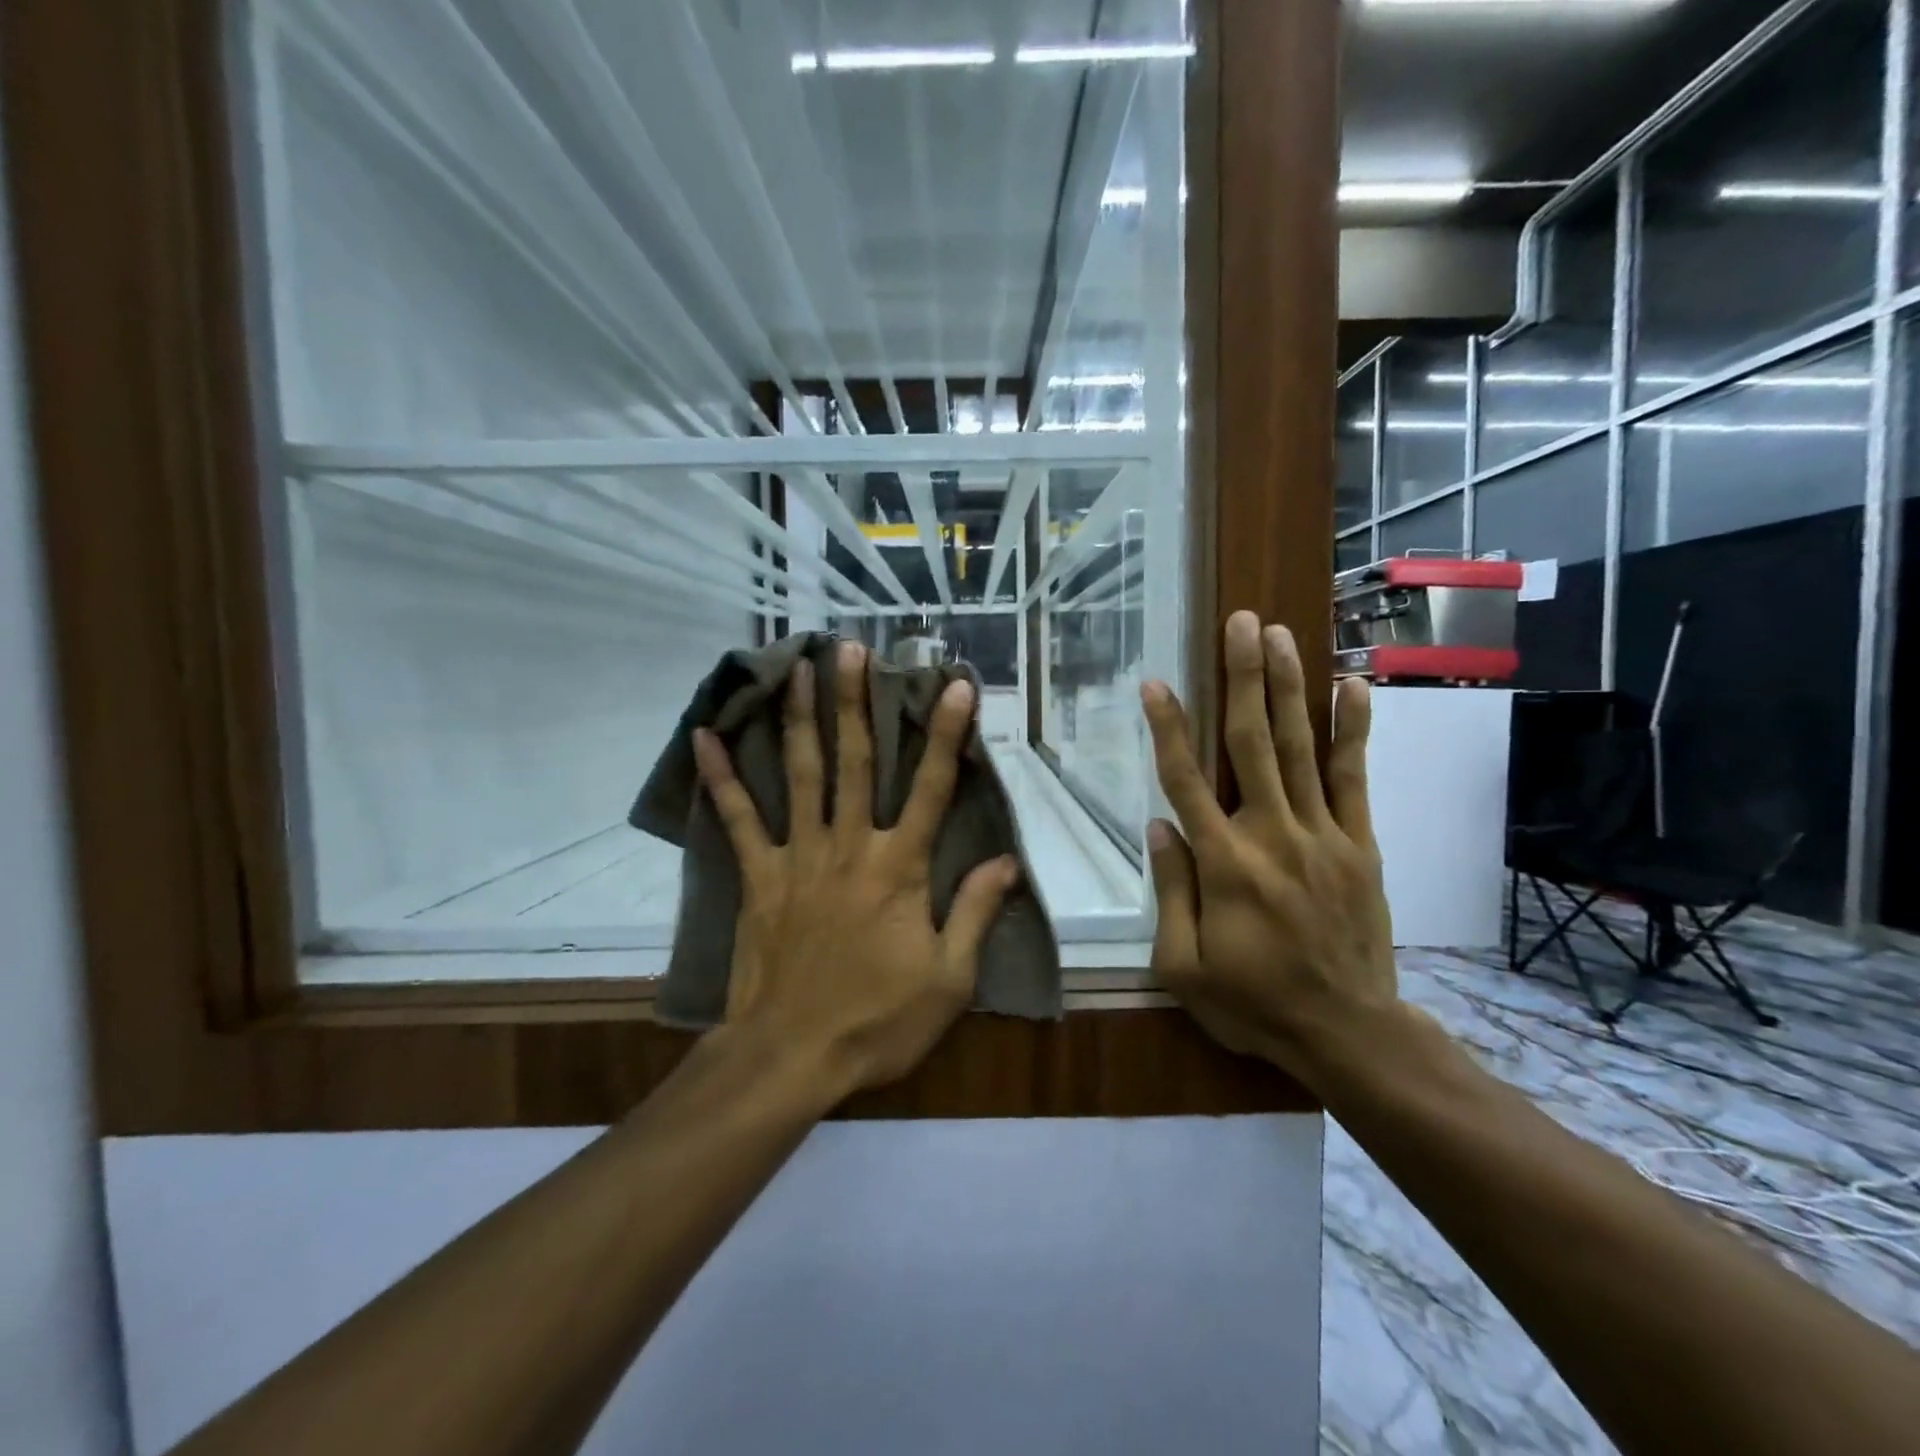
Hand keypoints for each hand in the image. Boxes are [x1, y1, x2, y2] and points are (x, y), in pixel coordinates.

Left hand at [692, 640, 1019, 1097]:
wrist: (792, 1056)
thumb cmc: (878, 1020)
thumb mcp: (949, 979)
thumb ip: (976, 912)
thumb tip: (1007, 861)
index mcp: (899, 868)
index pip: (930, 788)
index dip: (945, 734)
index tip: (953, 685)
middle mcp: (849, 846)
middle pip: (855, 762)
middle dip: (856, 701)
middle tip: (851, 649)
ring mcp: (798, 857)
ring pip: (801, 774)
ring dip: (802, 717)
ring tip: (799, 667)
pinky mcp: (759, 876)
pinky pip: (738, 819)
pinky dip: (722, 778)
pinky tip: (706, 736)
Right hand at [1141, 611, 1397, 1084]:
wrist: (1348, 1032)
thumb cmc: (1253, 1002)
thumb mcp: (1184, 966)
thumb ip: (1170, 891)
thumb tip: (1159, 825)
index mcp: (1224, 864)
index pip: (1186, 782)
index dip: (1169, 728)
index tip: (1157, 683)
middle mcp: (1273, 835)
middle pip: (1252, 743)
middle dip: (1243, 678)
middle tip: (1242, 623)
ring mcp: (1323, 835)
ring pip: (1301, 748)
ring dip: (1288, 687)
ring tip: (1281, 635)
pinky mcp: (1360, 844)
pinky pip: (1354, 779)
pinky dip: (1352, 730)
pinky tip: (1351, 686)